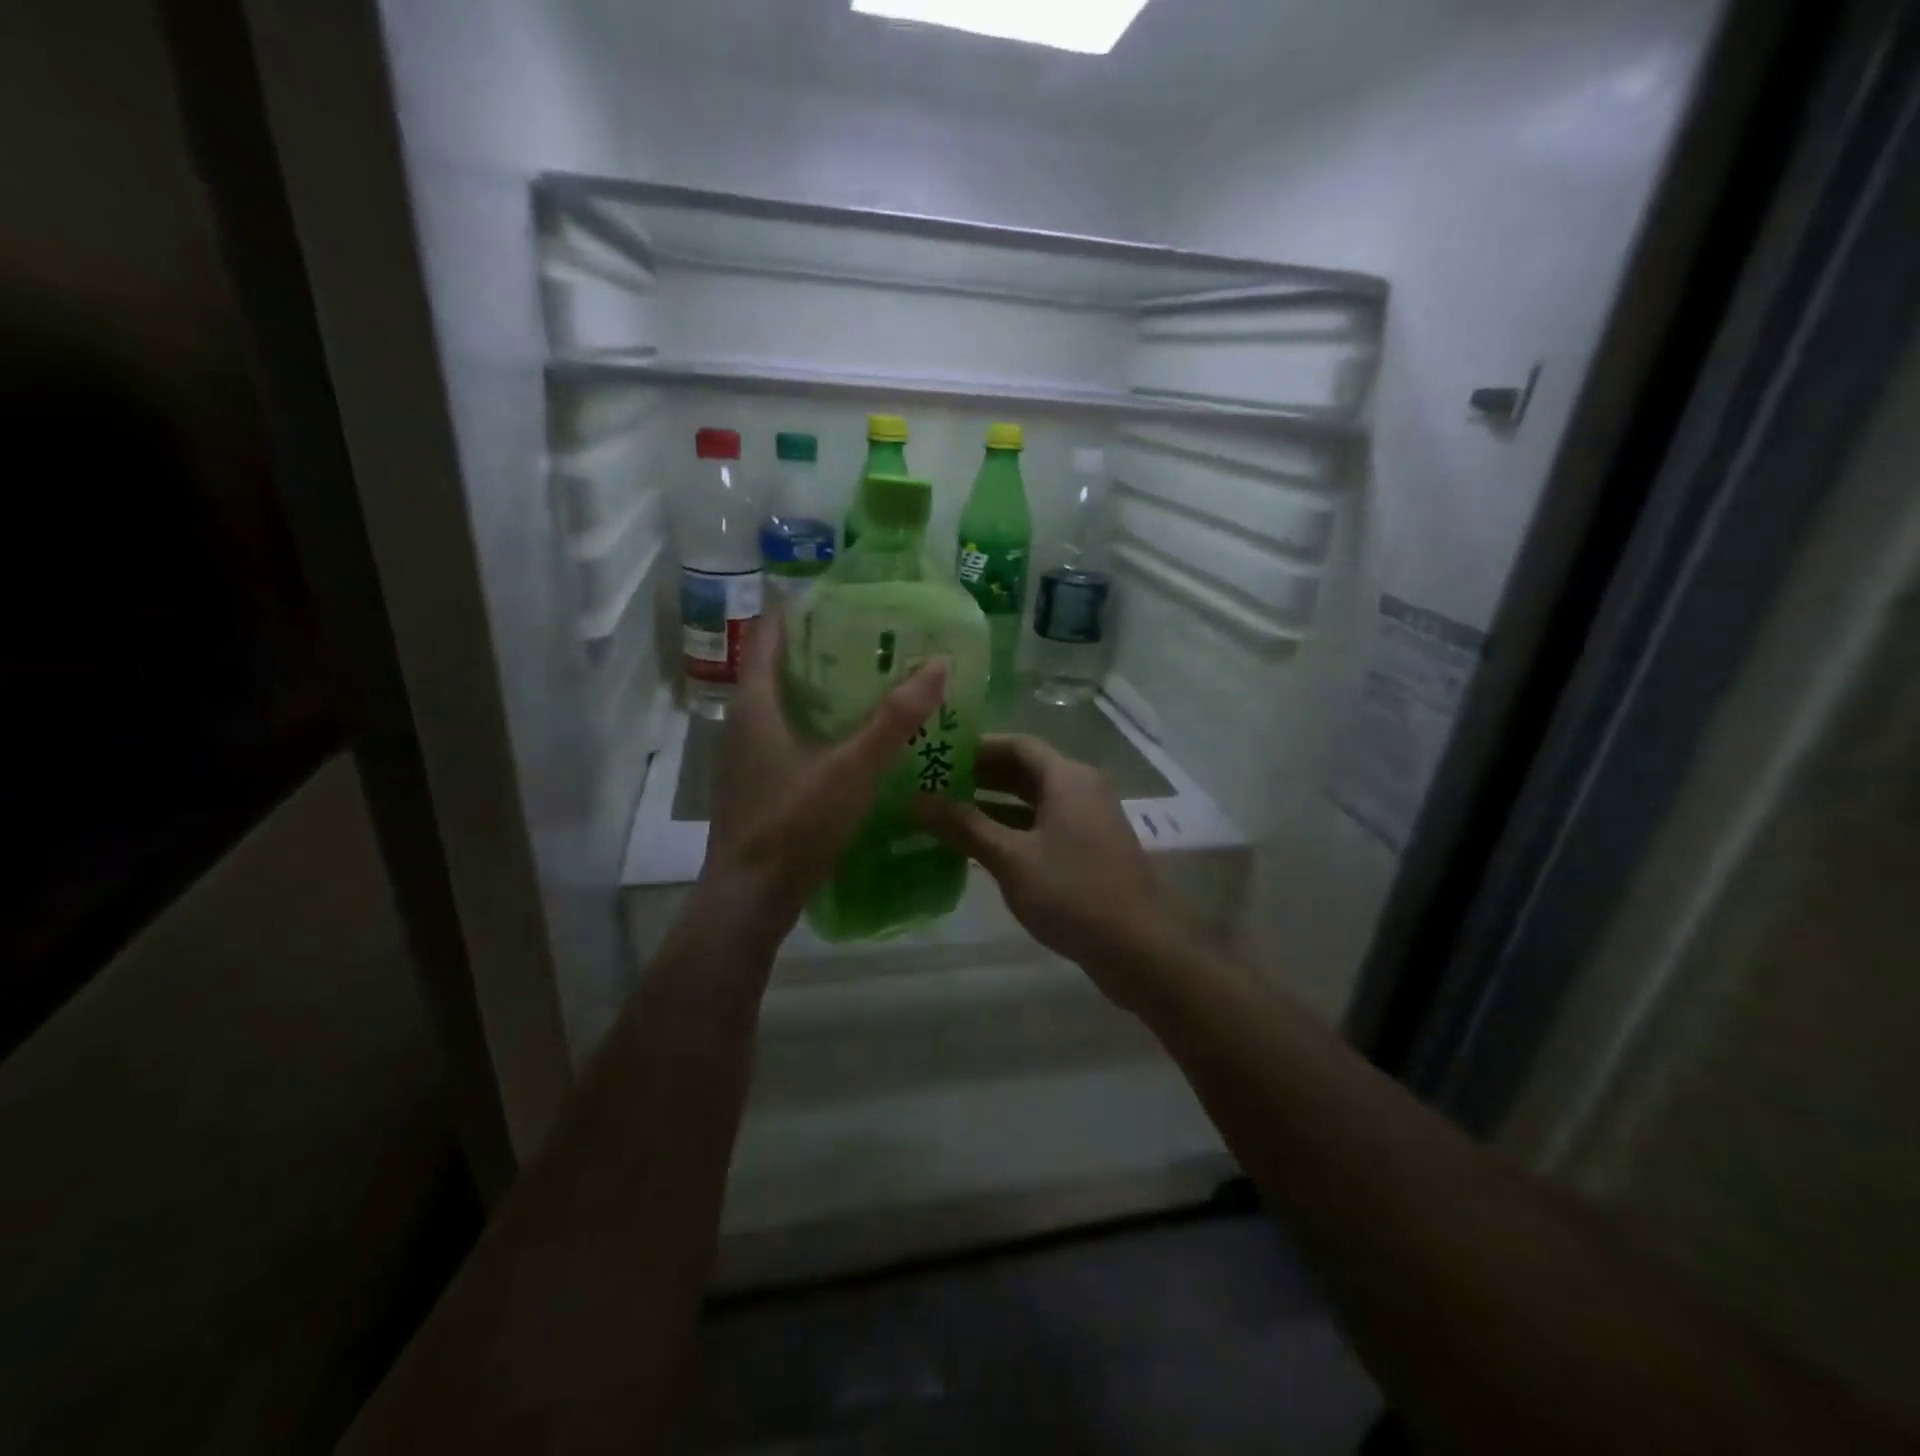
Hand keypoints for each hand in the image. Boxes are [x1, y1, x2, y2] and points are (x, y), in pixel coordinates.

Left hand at [697, 608, 946, 954]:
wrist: (750, 898)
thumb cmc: (795, 824)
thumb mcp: (853, 768)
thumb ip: (895, 718)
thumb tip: (938, 663)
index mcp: (755, 704)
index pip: (767, 634)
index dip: (797, 609)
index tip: (839, 595)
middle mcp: (742, 722)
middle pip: (776, 667)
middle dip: (818, 647)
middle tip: (870, 637)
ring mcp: (745, 756)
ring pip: (781, 704)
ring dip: (817, 688)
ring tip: (868, 681)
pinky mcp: (756, 784)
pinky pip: (785, 735)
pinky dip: (814, 723)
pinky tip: (850, 738)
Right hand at [916, 734, 1180, 1006]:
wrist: (1138, 948)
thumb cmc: (1072, 893)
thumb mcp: (1011, 859)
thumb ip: (964, 826)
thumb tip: (918, 800)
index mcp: (1067, 777)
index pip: (1016, 744)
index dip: (976, 747)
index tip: (939, 755)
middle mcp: (1082, 788)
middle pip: (1026, 769)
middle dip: (981, 775)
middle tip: (935, 784)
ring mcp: (1089, 819)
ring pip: (1035, 799)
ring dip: (994, 803)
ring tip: (948, 812)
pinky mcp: (1090, 848)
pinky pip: (1045, 824)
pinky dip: (1013, 827)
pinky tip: (980, 845)